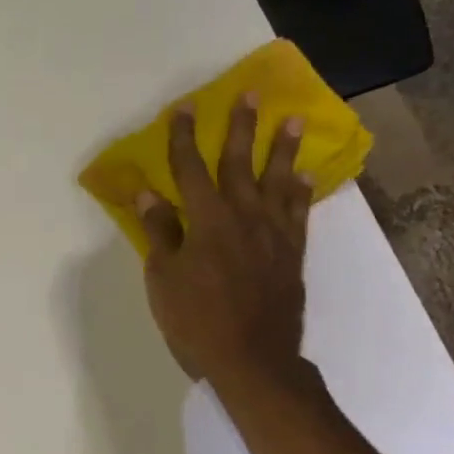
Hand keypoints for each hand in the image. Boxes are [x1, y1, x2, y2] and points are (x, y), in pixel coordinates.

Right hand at [135, 96, 310, 387]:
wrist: (253, 359)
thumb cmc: (197, 320)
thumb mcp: (164, 279)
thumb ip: (160, 233)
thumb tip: (148, 194)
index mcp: (206, 220)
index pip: (190, 169)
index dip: (185, 138)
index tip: (185, 108)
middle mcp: (243, 216)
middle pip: (240, 163)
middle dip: (241, 127)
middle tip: (250, 94)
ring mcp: (273, 234)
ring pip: (278, 181)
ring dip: (283, 149)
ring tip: (291, 120)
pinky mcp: (292, 253)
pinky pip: (298, 213)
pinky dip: (301, 192)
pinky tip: (305, 176)